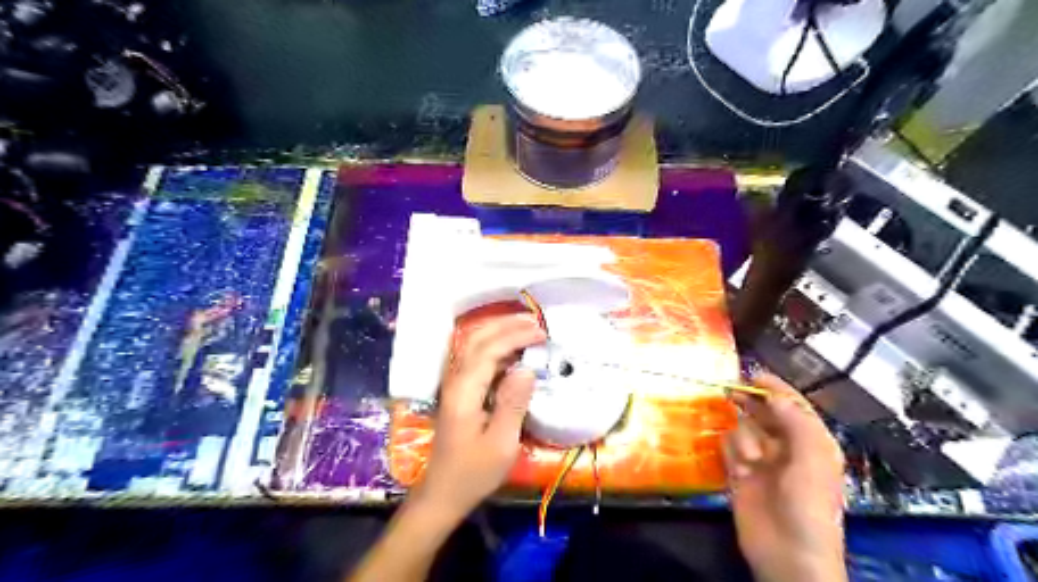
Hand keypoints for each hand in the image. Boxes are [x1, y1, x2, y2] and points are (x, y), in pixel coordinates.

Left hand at [410, 313, 545, 522]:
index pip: (489, 349)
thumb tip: (527, 369)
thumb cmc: (473, 472)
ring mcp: (454, 384)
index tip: (542, 334)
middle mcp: (455, 380)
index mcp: (465, 391)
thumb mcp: (501, 443)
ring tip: (526, 329)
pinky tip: (512, 352)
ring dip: (498, 332)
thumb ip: (513, 403)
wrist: (443, 492)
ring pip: (472, 345)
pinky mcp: (459, 391)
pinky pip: (475, 358)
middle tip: (535, 323)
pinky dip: (494, 347)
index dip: (516, 336)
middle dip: (505, 325)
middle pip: (476, 338)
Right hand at [725, 374, 845, 580]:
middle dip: (750, 401)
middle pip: (763, 412)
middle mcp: (785, 446)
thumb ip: (795, 420)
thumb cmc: (808, 503)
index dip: (774, 388)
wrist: (787, 551)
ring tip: (751, 460)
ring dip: (744, 438)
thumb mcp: (813, 458)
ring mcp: (760, 459)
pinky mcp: (739, 472)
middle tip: (731, 390)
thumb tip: (772, 395)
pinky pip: (729, 447)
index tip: (753, 374)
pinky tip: (739, 467)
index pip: (792, 405)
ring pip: (743, 428)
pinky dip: (731, 451)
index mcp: (811, 441)